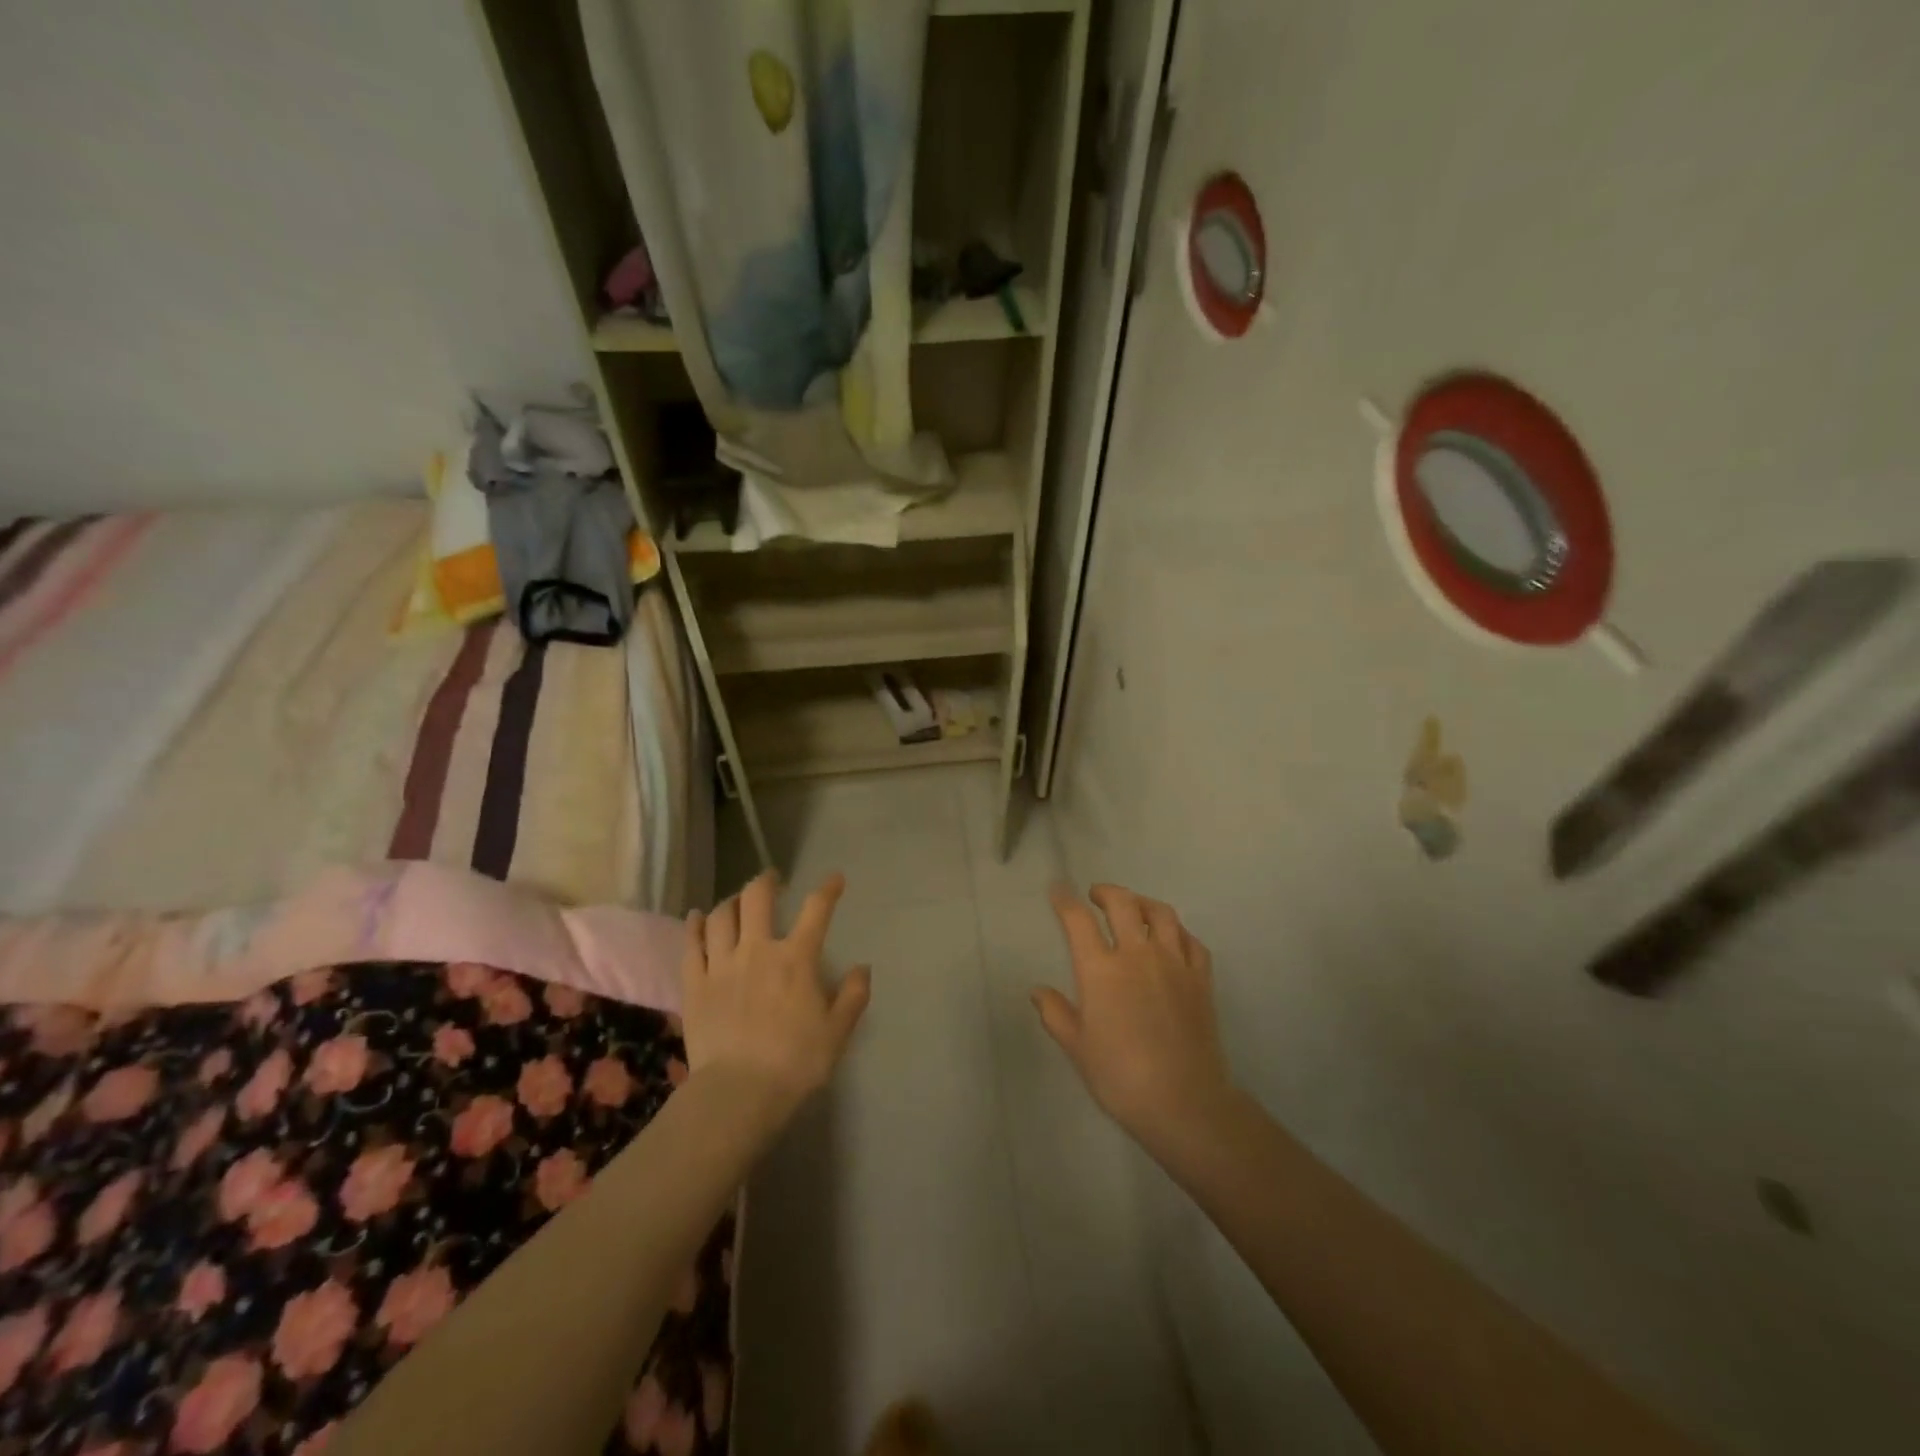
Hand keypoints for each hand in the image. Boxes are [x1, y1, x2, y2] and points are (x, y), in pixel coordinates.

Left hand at [681, 871, 870, 1118]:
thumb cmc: (795, 1062)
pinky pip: (691, 945)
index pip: (816, 910)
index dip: (828, 889)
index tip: (835, 879)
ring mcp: (721, 965)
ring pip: (721, 916)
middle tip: (772, 879)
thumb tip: (862, 968)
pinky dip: (694, 926)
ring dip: (731, 901)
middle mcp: (758, 950)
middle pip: (757, 898)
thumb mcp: (837, 1032)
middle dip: (766, 881)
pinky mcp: (694, 984)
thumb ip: (852, 996)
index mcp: (796, 958)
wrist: (738, 1092)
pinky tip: (696, 918)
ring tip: (737, 901)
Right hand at [1035, 883, 1235, 1150]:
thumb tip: (1037, 991)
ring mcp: (1174, 963)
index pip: (1078, 920)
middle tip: (1096, 895)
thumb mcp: (1077, 1047)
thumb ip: (1055, 1013)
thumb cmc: (1120, 1077)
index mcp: (1101, 970)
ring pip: (1161, 914)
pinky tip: (1171, 939)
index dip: (1065, 900)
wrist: (1184, 1102)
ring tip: (1134, 908)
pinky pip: (1191, 941)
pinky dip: (1178, 932)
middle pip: (1123, 903)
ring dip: (1143, 903)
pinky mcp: (1201, 979)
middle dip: (1106, 892)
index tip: (1058, 889)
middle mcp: (1137, 954)